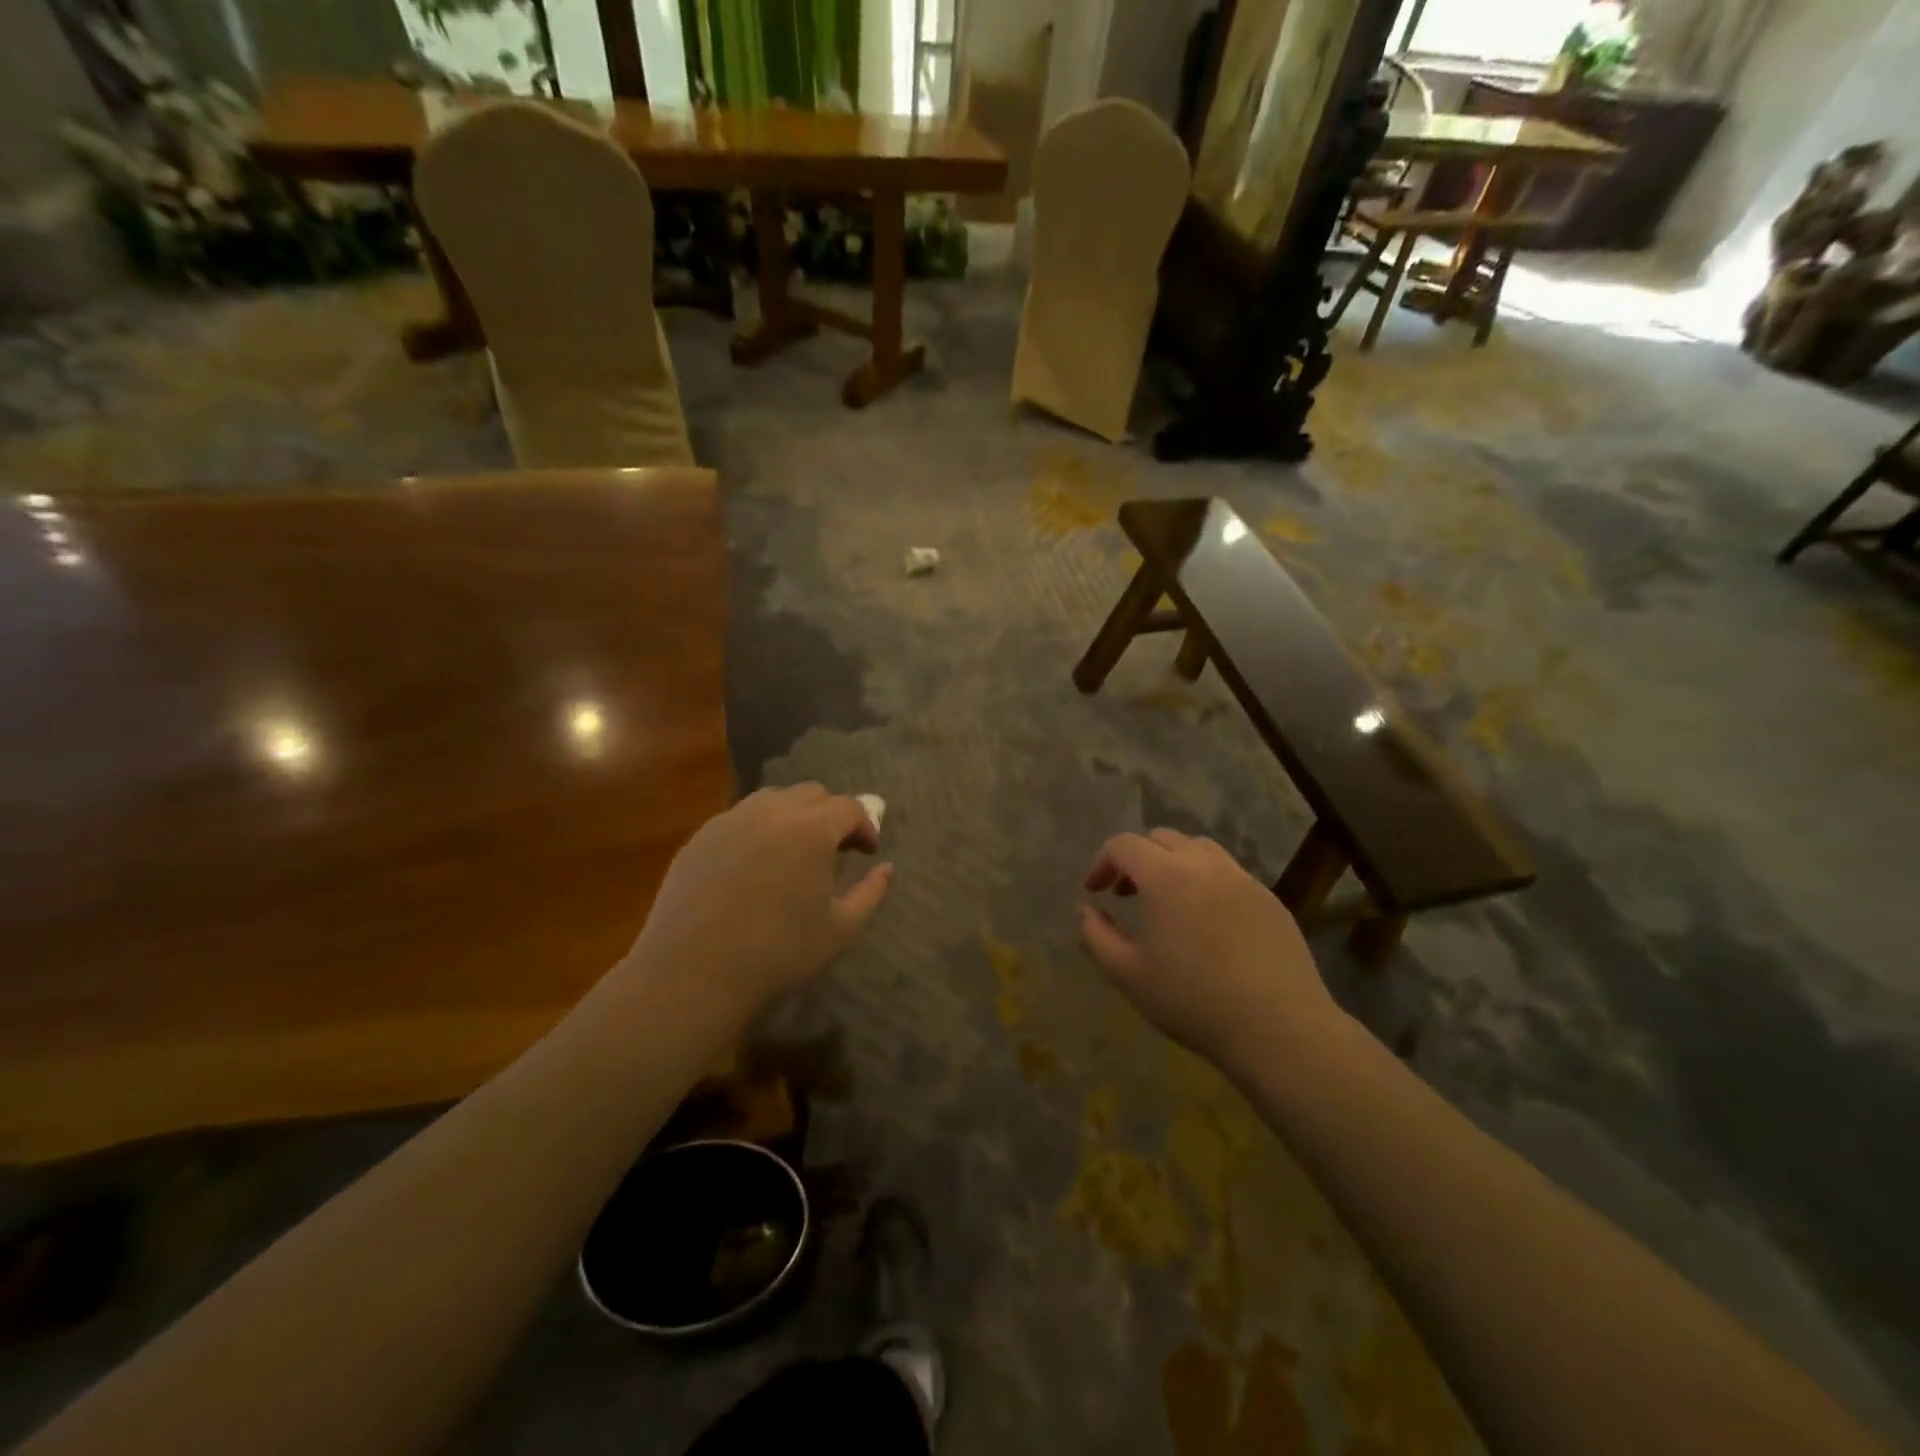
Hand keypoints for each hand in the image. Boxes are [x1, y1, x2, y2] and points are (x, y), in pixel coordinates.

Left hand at [625, 784, 891, 1014]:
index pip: (849, 808)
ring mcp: (730, 820)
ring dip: (793, 816)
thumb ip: (870, 893)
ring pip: (772, 799)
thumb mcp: (840, 929)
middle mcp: (772, 811)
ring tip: (794, 851)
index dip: (865, 826)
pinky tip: (754, 865)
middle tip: (836, 849)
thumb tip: (887, 869)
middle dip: (831, 815)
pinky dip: (758, 829)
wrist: (693, 973)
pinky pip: (739, 819)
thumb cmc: (778, 953)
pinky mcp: (700, 837)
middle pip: (812, 794)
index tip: (868, 852)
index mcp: (812, 829)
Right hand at [1079, 829, 1340, 1072]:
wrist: (1279, 1028)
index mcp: (1166, 876)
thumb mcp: (1128, 974)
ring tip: (1168, 901)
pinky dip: (1206, 882)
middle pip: (1162, 838)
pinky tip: (1208, 922)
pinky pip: (1229, 874)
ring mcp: (1243, 879)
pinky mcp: (1270, 899)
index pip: (1124, 845)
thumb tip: (1086, 909)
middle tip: (1126, 895)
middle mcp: (1205, 865)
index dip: (1102, 862)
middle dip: (1136, 859)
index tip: (1095, 892)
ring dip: (1173, 864)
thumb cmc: (1193, 1001)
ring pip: (1199, 849)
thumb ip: (1097, 935)